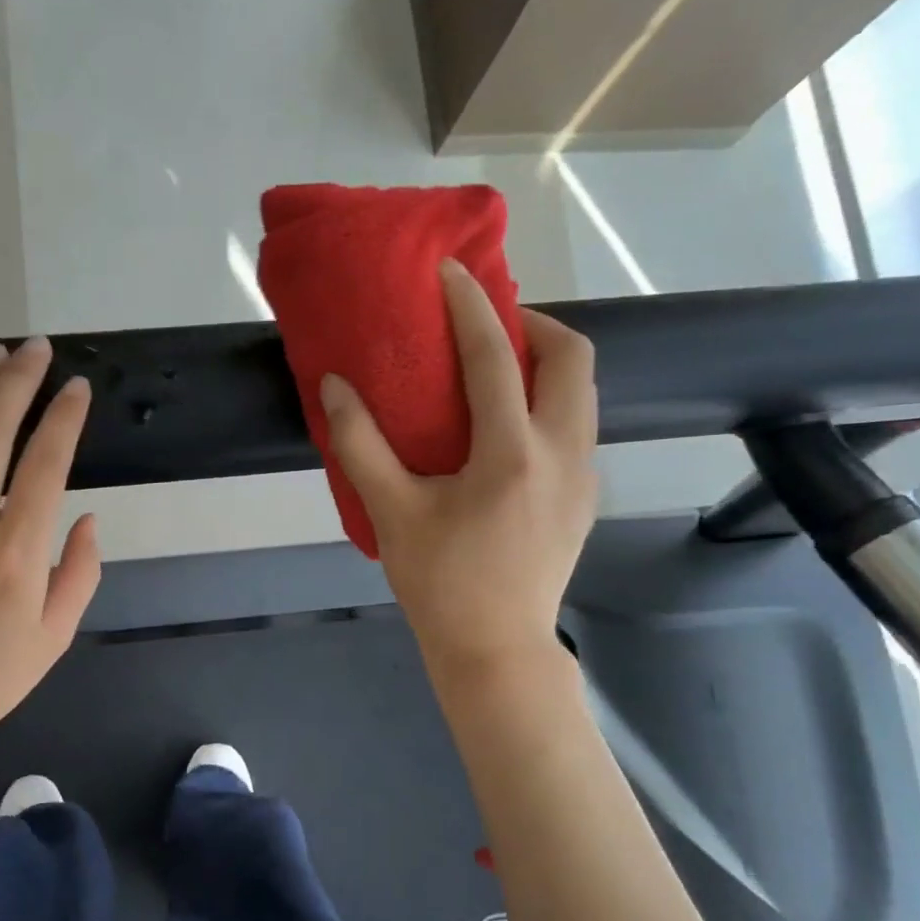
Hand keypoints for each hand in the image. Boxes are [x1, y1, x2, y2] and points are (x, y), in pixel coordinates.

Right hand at [319, 258, 597, 681]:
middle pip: (573, 358)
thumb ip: (360, 444)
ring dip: (545, 363)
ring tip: (495, 370)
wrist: (496, 649)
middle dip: (533, 324)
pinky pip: (576, 425)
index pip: (496, 357)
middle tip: (486, 326)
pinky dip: (547, 402)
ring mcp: (584, 476)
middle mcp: (563, 453)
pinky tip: (505, 429)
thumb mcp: (391, 512)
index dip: (472, 307)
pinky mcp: (584, 498)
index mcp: (513, 453)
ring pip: (582, 392)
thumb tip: (335, 385)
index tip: (451, 272)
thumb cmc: (439, 583)